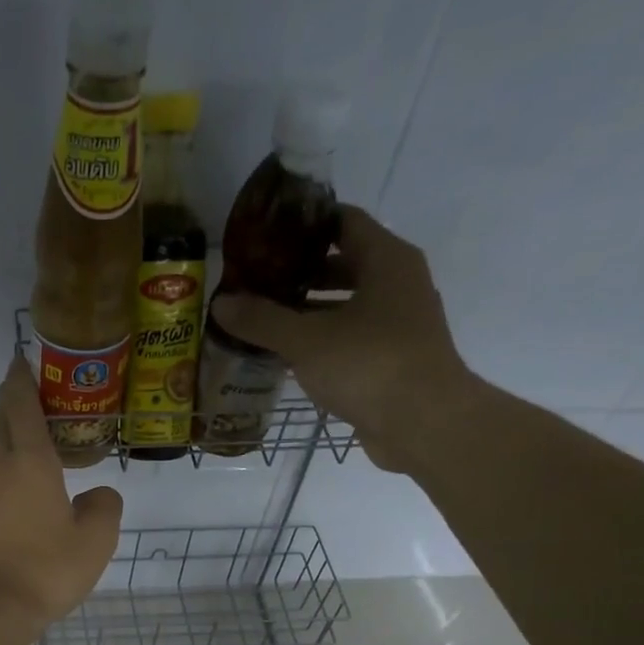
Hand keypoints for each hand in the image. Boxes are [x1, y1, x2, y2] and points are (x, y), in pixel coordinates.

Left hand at [0, 356, 122, 636]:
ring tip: (29, 479)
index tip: (21, 361)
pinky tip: (9, 525)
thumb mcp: (95, 542)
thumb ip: (103, 508)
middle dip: (10, 407)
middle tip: (26, 401)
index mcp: (29, 464)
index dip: (22, 380)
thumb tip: (97, 495)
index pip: (22, 406)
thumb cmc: (46, 571)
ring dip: (6, 461)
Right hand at [210, 206, 471, 473]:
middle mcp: (398, 283)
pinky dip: (320, 341)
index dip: (304, 225)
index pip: (343, 221)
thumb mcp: (306, 340)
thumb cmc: (369, 364)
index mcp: (386, 260)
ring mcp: (398, 323)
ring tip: (263, 319)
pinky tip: (286, 355)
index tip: (265, 235)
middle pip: (343, 264)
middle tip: (256, 281)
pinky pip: (349, 339)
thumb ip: (262, 320)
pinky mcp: (391, 360)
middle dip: (299, 273)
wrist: (423, 423)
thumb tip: (221, 302)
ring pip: (346, 305)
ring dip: (307, 311)